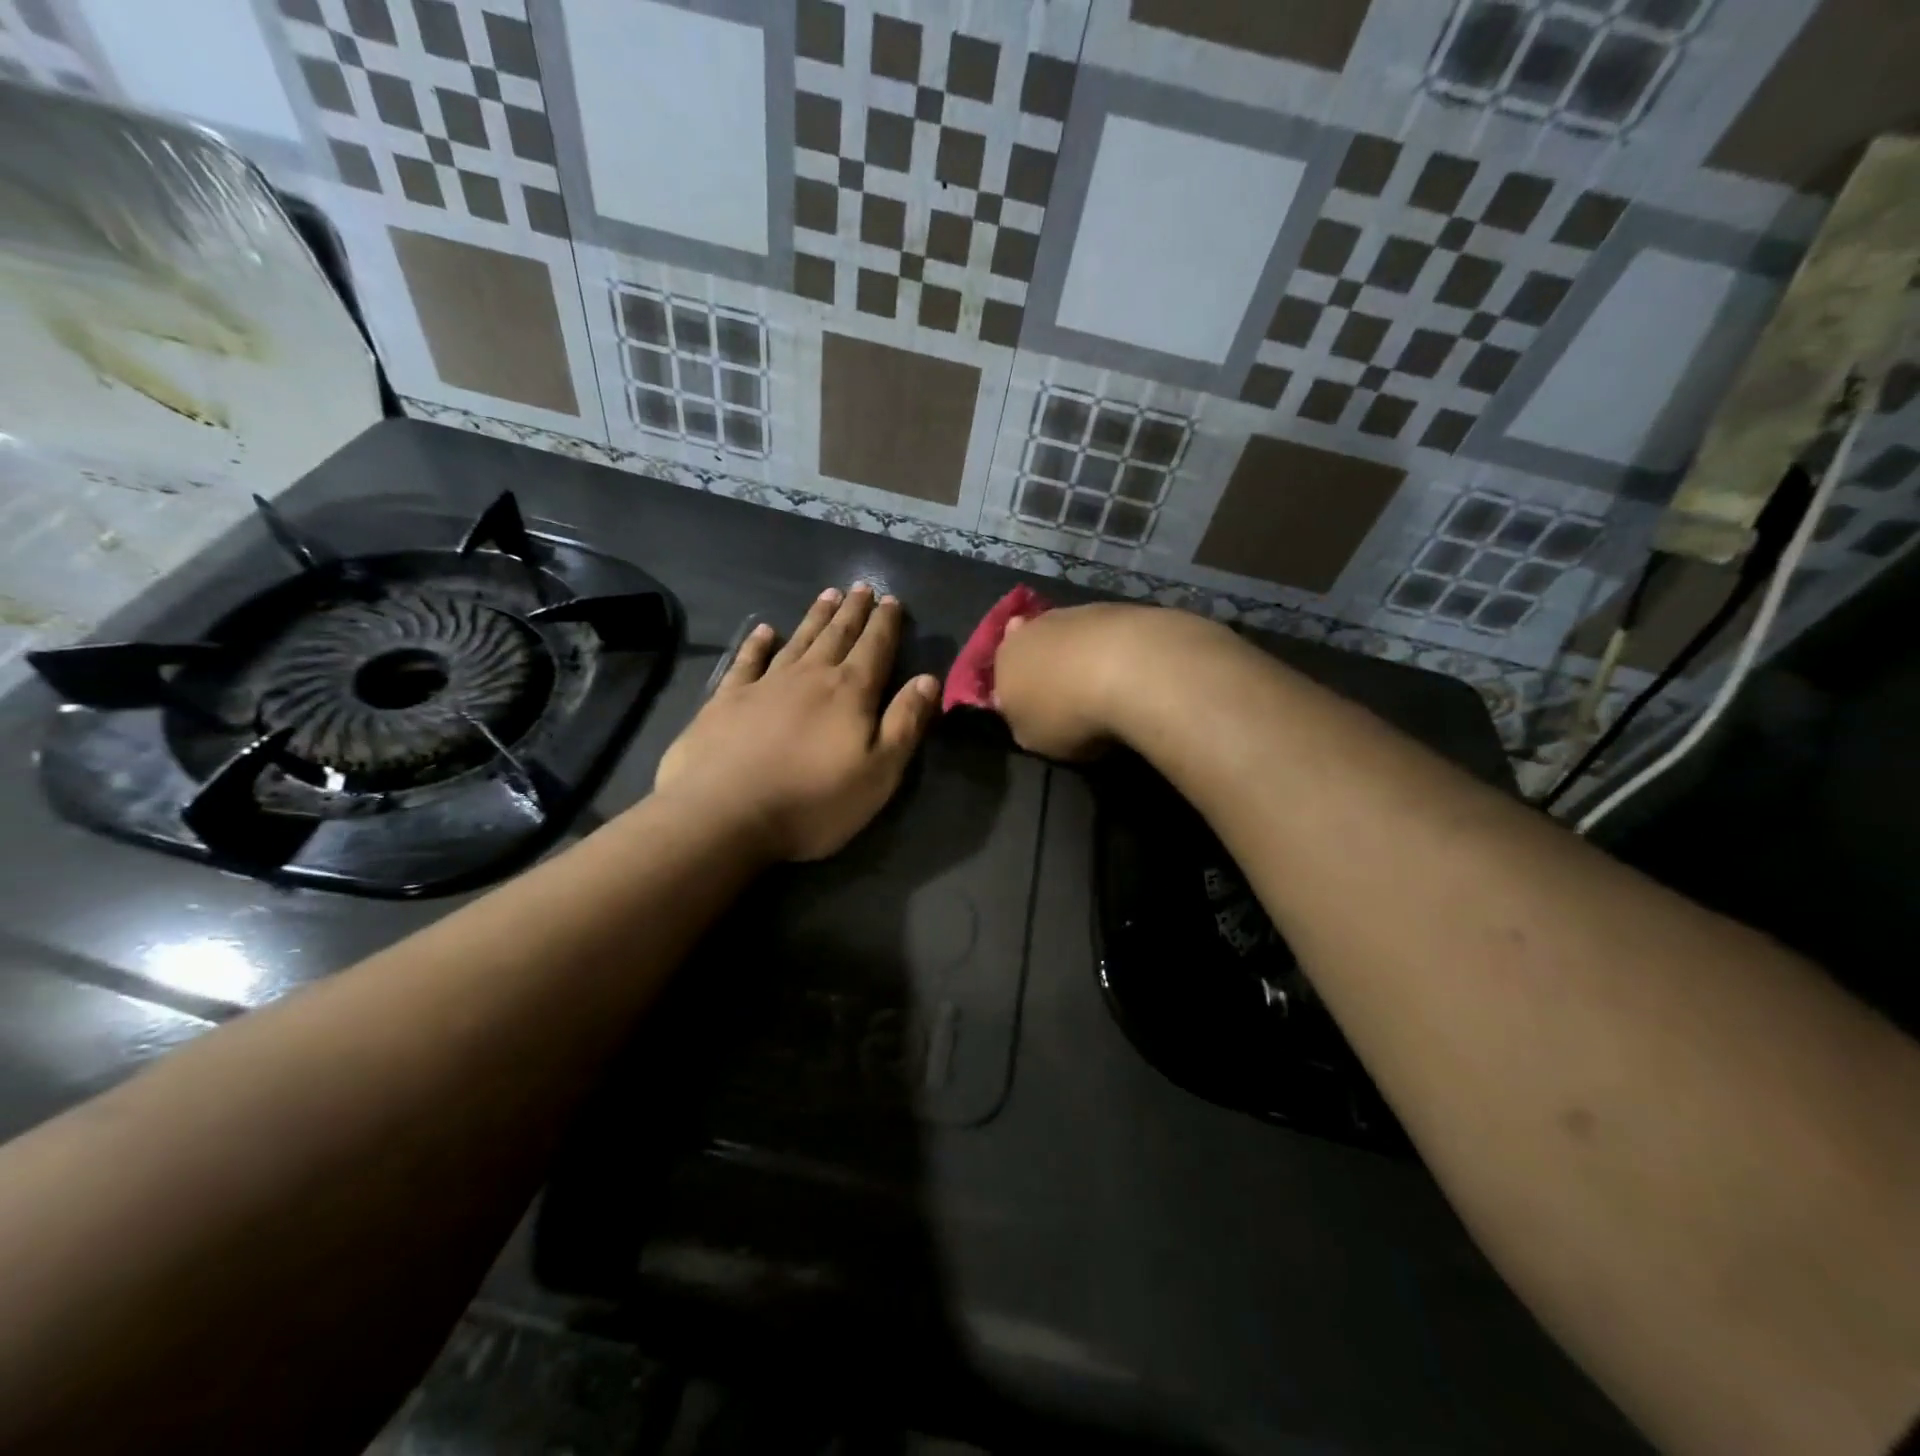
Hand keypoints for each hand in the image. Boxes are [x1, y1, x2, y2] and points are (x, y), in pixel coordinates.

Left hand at [654, 585, 940, 861]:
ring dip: (815, 618)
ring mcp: (764, 684)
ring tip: (827, 595)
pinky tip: (765, 631)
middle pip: (837, 636)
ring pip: (798, 641)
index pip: (875, 648)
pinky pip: (748, 661)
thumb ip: (905, 723)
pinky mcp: (727, 700)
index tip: (892, 600)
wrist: (723, 814)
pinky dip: (758, 643)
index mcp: (850, 692)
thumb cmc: (813, 801)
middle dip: (853, 611)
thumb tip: (928, 679)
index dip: (886, 624)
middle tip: (862, 587)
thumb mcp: (879, 772)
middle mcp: (810, 677)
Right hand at [993, 603, 1234, 758]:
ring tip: (1102, 683)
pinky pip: (1102, 633)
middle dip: (1045, 667)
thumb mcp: (1034, 739)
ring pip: (1067, 636)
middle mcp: (1030, 629)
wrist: (1126, 669)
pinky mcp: (1113, 607)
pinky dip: (1109, 649)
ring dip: (1078, 655)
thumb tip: (1026, 713)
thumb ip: (1024, 723)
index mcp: (1003, 660)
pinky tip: (1128, 671)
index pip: (1001, 676)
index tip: (1035, 712)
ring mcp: (1072, 613)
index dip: (1016, 694)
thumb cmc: (1067, 713)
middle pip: (1032, 648)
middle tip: (1066, 695)